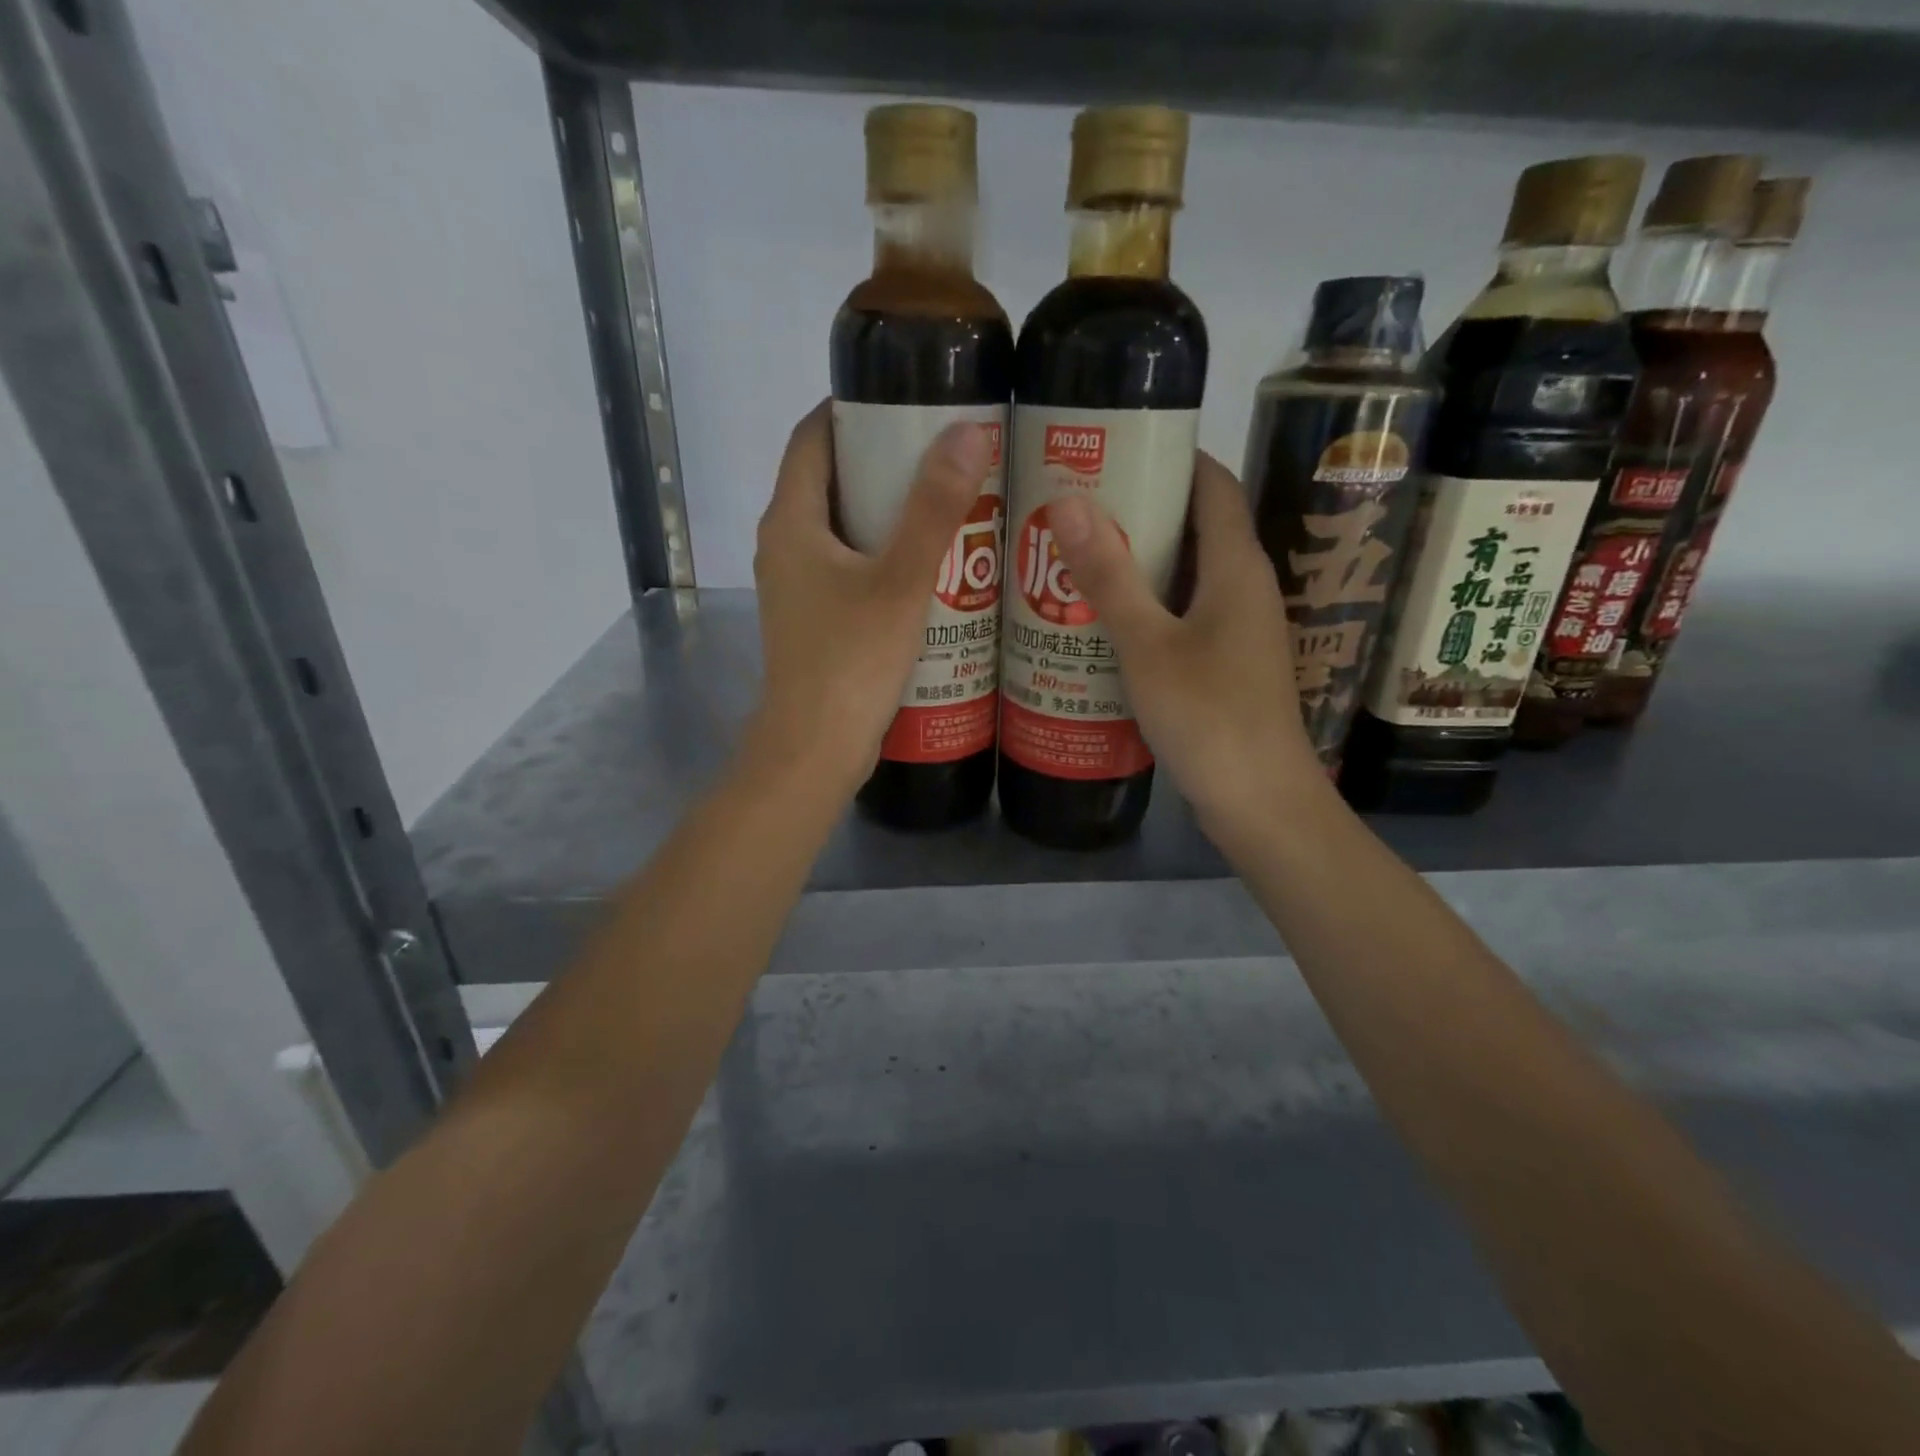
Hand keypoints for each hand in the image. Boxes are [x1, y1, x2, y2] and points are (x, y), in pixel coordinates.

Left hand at [747, 400, 994, 792]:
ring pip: (841, 528)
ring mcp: (796, 587)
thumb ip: (934, 508)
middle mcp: (784, 546)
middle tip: (943, 452)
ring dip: (886, 512)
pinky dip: (882, 553)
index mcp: (790, 522)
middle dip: (881, 461)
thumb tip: (968, 430)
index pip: (812, 438)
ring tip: (946, 502)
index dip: (851, 410)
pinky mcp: (814, 619)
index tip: (905, 399)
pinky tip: (929, 565)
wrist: (816, 748)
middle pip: (829, 481)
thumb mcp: (901, 580)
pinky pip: (847, 566)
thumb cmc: (853, 660)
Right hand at [1045, 452, 1327, 843]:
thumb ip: (1110, 577)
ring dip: (1140, 559)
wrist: (1259, 802)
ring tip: (1077, 553)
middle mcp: (1245, 587)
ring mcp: (1238, 628)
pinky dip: (1147, 603)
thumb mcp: (1148, 646)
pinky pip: (1184, 612)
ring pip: (1187, 573)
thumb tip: (1069, 501)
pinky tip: (1102, 617)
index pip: (1213, 484)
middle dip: (1141, 507)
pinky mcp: (1226, 662)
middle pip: (1197, 525)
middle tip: (1075, 503)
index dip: (1171, 456)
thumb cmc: (1208, 718)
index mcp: (1237, 567)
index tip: (1113, 447)